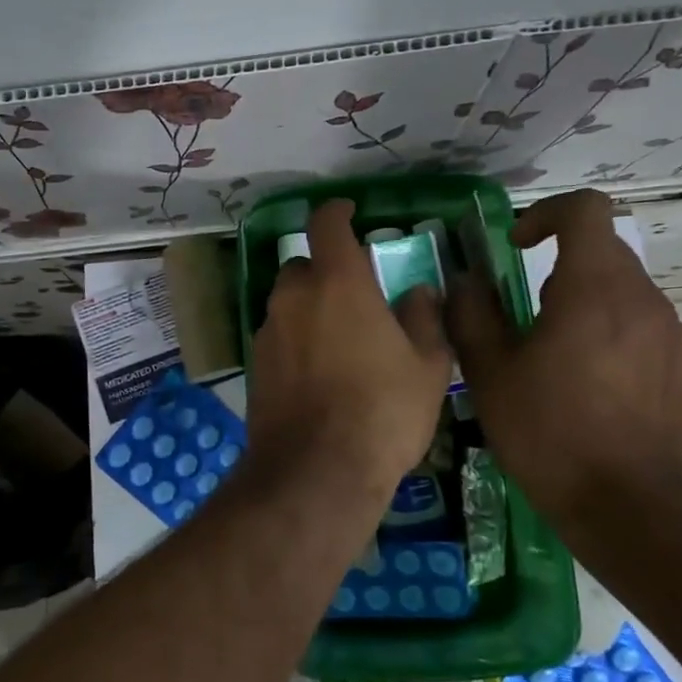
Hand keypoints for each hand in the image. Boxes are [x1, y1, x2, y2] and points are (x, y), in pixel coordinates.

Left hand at [246, 200, 450, 514]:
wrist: (316, 471)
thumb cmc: (383, 412)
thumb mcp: (428, 365)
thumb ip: (423, 318)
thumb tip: (417, 291)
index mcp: (337, 284)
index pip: (326, 224)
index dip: (337, 211)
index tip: (349, 210)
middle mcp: (293, 298)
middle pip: (304, 266)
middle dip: (327, 271)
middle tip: (356, 295)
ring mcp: (268, 332)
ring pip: (288, 303)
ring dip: (310, 308)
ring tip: (340, 339)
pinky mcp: (254, 365)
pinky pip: (278, 336)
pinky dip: (296, 339)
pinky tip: (318, 372)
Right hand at [447, 189, 681, 531]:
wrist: (623, 505)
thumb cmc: (545, 430)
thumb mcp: (488, 371)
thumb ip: (471, 312)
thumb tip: (466, 280)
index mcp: (592, 289)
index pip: (586, 210)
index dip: (546, 214)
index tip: (517, 246)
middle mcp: (644, 300)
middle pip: (604, 252)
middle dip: (560, 267)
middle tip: (526, 315)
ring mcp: (675, 336)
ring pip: (626, 294)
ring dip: (589, 305)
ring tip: (560, 358)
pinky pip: (648, 331)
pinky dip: (617, 337)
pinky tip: (595, 386)